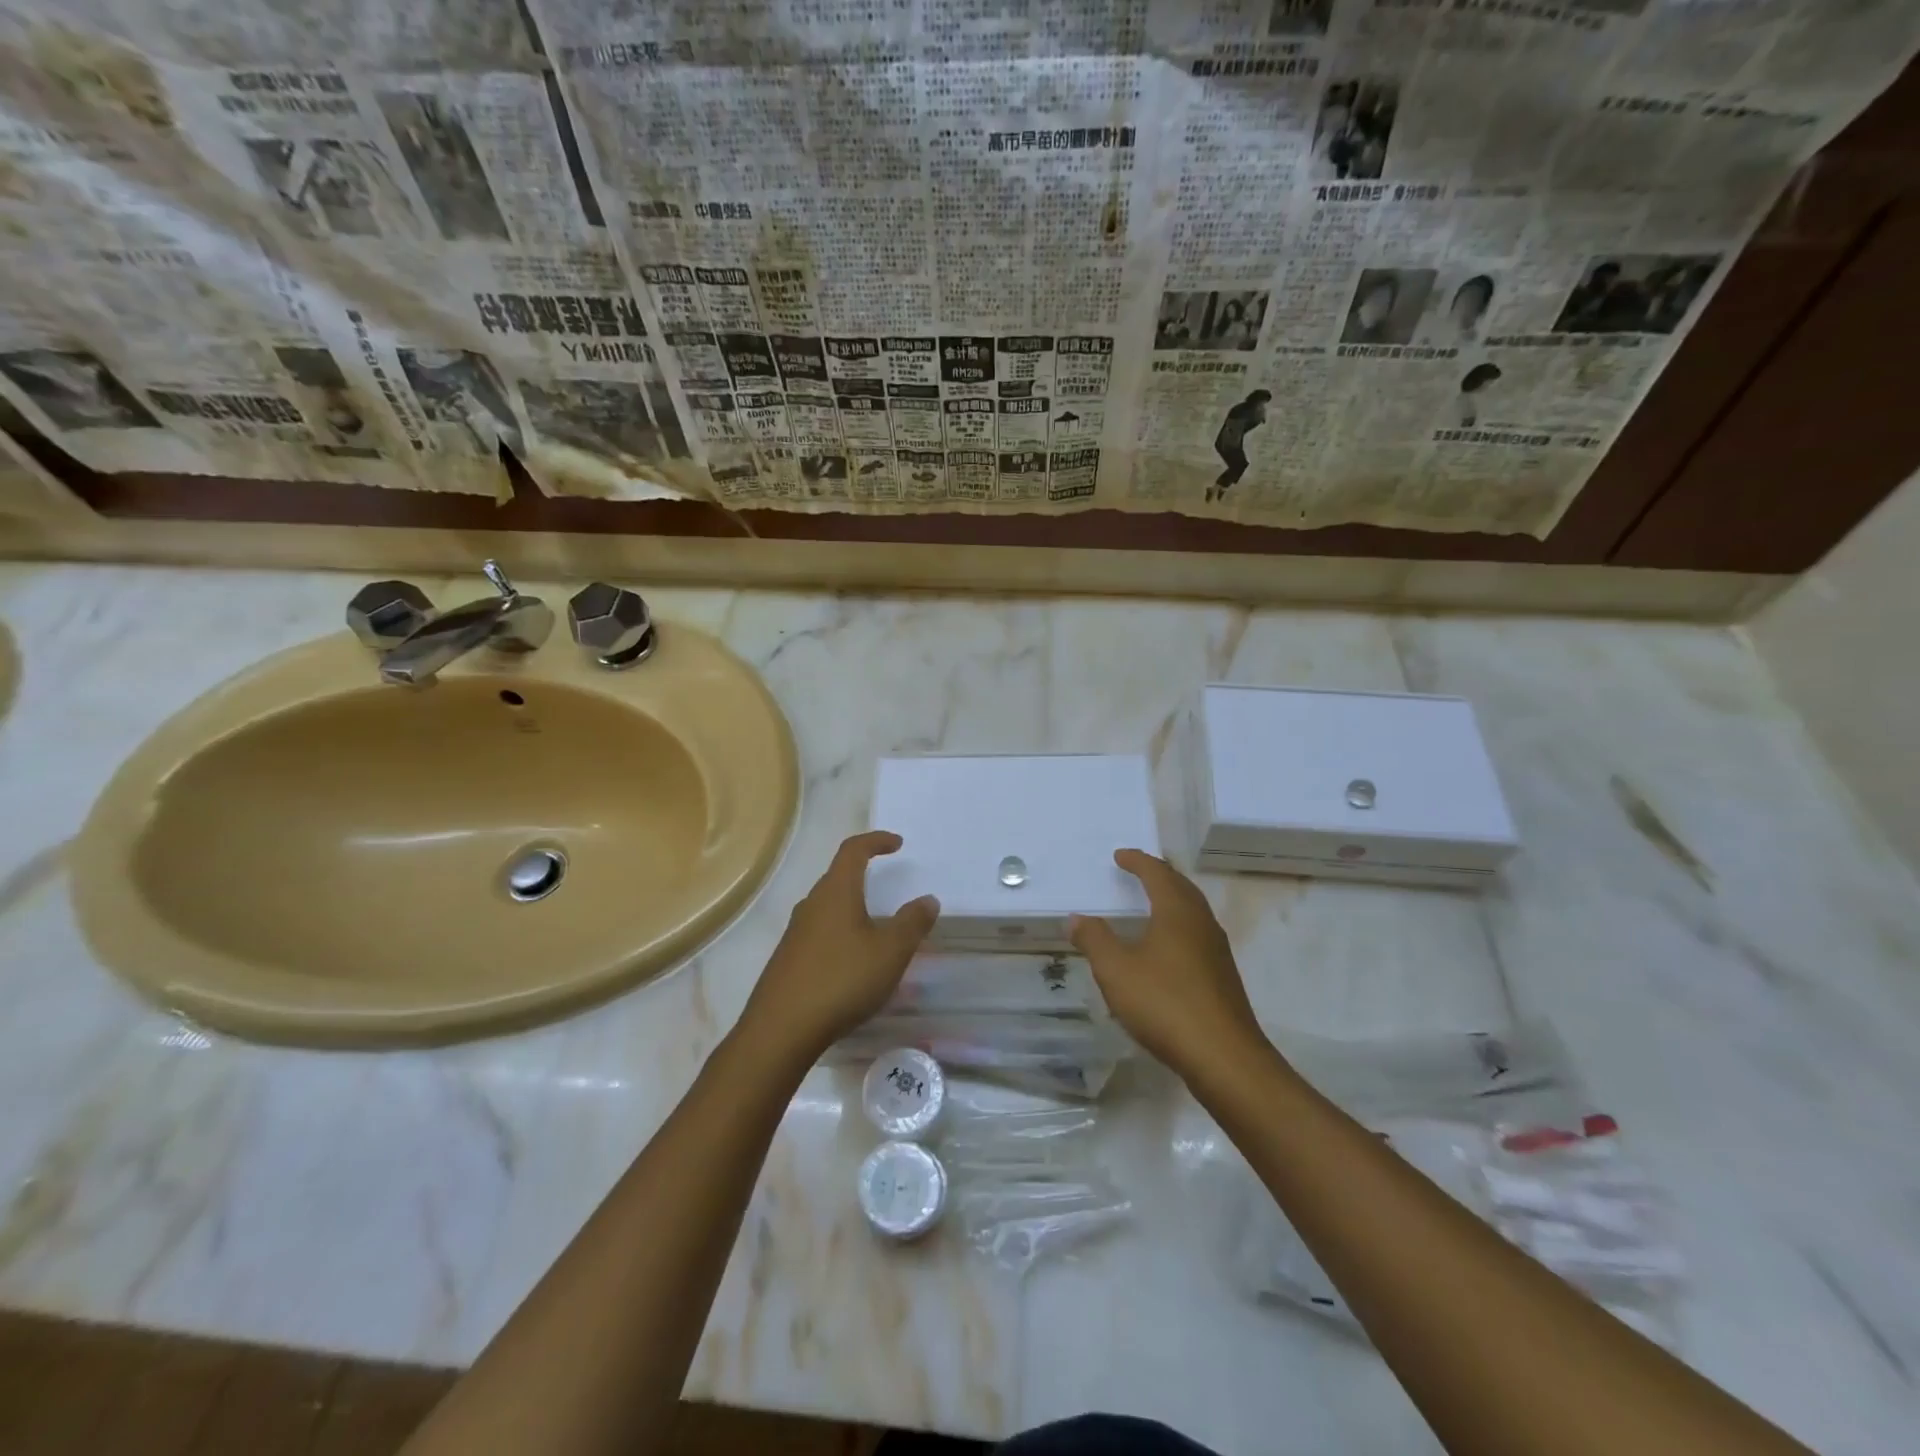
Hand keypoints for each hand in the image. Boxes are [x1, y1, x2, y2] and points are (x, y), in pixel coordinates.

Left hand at [741, 830, 938, 1060]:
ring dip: (852, 908)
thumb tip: (928, 899)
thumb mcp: (890, 951)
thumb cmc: (841, 980)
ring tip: (876, 927)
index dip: (876, 841)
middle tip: (888, 884)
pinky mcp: (788, 959)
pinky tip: (853, 962)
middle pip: (838, 877)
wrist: (781, 1029)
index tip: (897, 844)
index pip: (853, 850)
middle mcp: (811, 904)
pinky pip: (819, 933)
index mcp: (836, 892)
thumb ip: (912, 923)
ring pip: (828, 907)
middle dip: (864, 874)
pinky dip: (841, 934)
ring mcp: (796, 932)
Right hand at [1070, 849, 1264, 1075]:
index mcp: (1177, 912)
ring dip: (1172, 899)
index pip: (1157, 873)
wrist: (1223, 1057)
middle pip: (1181, 887)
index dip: (1137, 861)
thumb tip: (1077, 918)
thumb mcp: (1116, 970)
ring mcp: (1216, 950)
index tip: (1120, 855)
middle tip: (1138, 870)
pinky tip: (1167, 946)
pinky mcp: (1222, 976)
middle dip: (1159, 874)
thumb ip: (1094, 940)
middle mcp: (1201, 923)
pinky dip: (1179, 925)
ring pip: (1193, 911)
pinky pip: (1197, 934)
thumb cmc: (1165, 1003)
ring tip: (1151, 902)